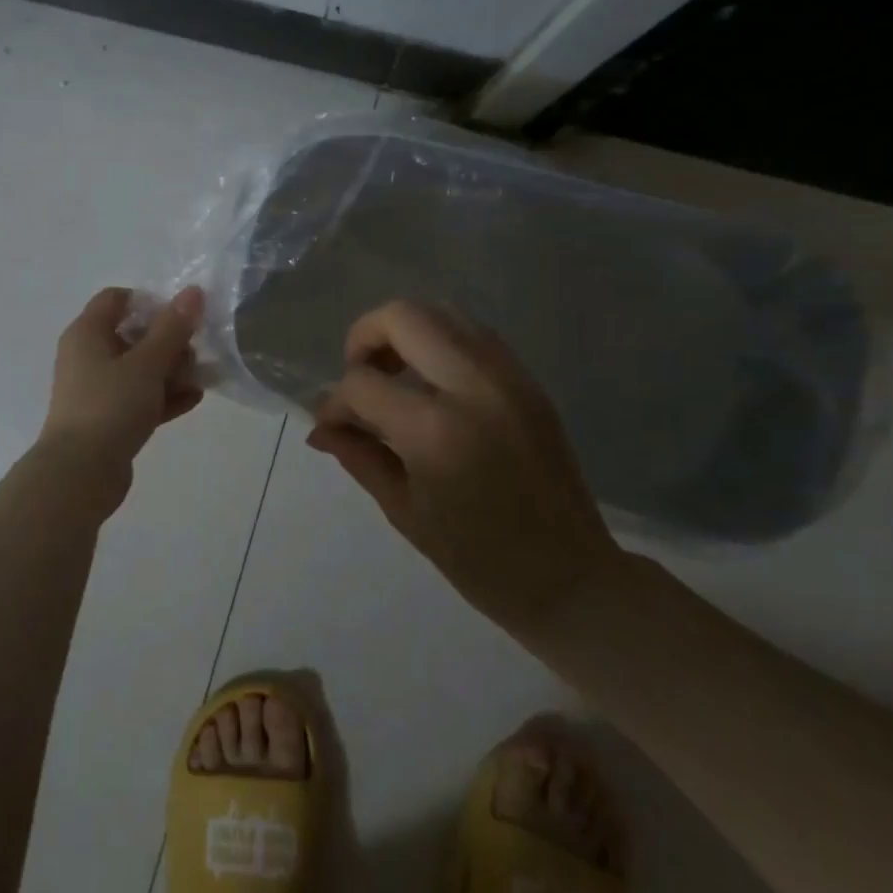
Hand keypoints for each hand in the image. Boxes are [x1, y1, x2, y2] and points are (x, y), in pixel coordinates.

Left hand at [37, 286, 204, 511]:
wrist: (80, 474)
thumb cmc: (110, 406)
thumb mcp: (146, 363)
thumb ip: (172, 328)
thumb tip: (193, 292)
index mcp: (87, 333)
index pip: (117, 299)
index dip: (150, 302)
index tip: (180, 316)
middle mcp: (88, 356)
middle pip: (133, 334)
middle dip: (168, 341)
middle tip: (195, 353)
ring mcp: (97, 390)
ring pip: (139, 369)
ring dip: (170, 371)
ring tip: (201, 378)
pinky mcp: (108, 419)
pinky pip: (139, 398)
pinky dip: (163, 396)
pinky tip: (194, 400)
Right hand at [308, 300, 620, 635]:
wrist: (571, 579)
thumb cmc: (478, 559)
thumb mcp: (404, 510)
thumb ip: (358, 455)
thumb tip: (321, 427)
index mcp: (436, 431)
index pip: (363, 384)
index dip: (335, 402)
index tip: (332, 425)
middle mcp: (473, 387)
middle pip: (404, 317)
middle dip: (366, 337)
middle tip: (361, 375)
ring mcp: (508, 378)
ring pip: (443, 313)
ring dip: (406, 333)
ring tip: (395, 374)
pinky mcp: (529, 382)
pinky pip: (474, 336)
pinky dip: (441, 343)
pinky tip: (432, 383)